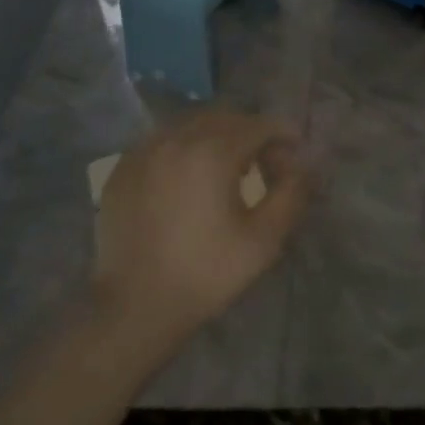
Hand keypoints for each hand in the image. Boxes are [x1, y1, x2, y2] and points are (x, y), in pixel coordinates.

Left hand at [90, 110, 309, 357]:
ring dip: (216, 137)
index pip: (259, 124)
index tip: (294, 158)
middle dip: (251, 133)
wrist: (134, 308)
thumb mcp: (264, 239)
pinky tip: (188, 179)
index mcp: (213, 152)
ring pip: (190, 124)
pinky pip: (162, 141)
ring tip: (226, 170)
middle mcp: (176, 139)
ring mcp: (143, 151)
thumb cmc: (205, 273)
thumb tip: (303, 166)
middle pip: (225, 116)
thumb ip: (292, 193)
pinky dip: (183, 148)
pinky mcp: (122, 169)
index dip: (283, 136)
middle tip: (263, 164)